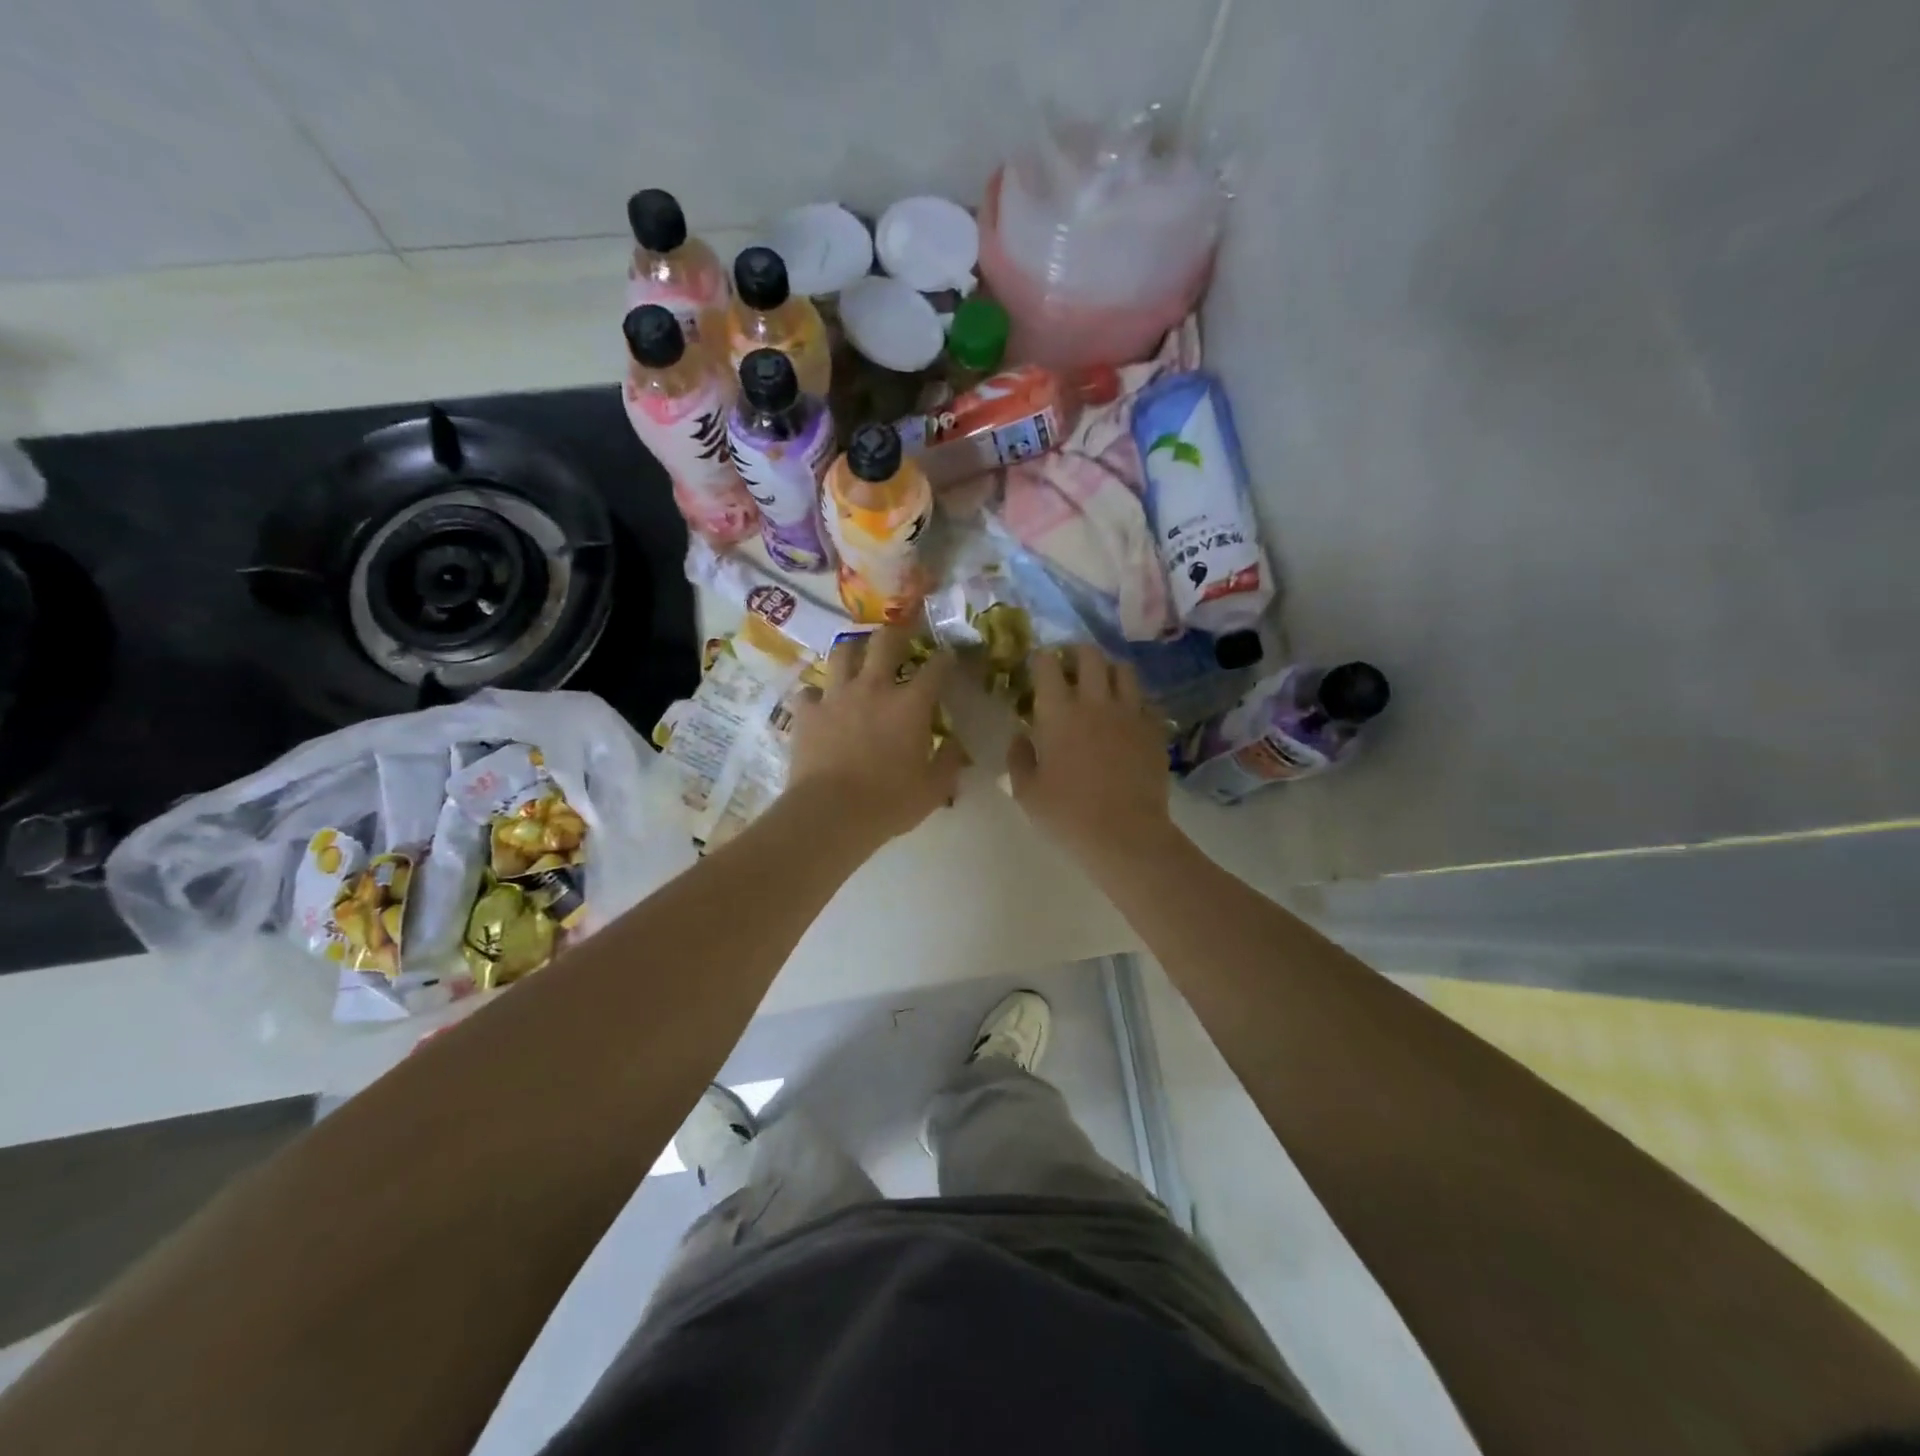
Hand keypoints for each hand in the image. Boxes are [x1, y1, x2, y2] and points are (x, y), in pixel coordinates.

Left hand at [788, 624, 964, 844]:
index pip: (936, 667)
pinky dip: (817, 693)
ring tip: (858, 655)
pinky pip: (809, 691)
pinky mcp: (807, 712)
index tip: (950, 656)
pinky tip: (821, 701)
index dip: (946, 658)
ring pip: (843, 653)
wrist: (831, 813)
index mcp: (910, 704)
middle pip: (886, 642)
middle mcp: (874, 688)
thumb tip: (957, 745)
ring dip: (853, 650)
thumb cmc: (889, 802)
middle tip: (903, 634)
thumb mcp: (934, 789)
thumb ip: (950, 761)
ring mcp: (836, 696)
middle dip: (898, 632)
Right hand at [1007, 645, 1175, 865]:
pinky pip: (1146, 701)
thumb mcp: (1026, 792)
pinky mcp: (1155, 730)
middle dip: (1076, 653)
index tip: (1037, 667)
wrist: (1125, 834)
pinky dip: (1134, 702)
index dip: (1041, 659)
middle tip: (1069, 667)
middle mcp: (1095, 702)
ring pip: (1123, 670)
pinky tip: (1127, 717)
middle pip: (1089, 655)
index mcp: (1058, 712)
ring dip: (1108, 670)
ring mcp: (1130, 713)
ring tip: (1101, 685)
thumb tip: (1021, 737)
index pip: (1047, 664)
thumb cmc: (1067, 815)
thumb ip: (1019, 758)